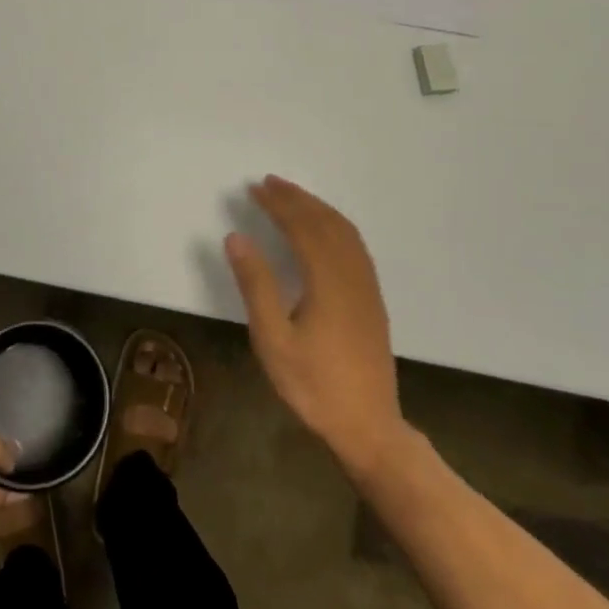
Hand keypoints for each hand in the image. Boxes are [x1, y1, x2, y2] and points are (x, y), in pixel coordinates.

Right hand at [226, 177, 403, 471]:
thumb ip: (256, 285)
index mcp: (327, 280)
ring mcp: (367, 286)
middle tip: (269, 182)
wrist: (368, 425)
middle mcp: (351, 274)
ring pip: (345, 231)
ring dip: (318, 208)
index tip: (254, 188)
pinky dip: (336, 225)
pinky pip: (356, 246)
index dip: (278, 204)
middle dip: (297, 198)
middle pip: (325, 222)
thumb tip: (236, 237)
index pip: (301, 227)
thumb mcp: (273, 339)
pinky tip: (325, 231)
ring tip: (293, 197)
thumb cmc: (314, 385)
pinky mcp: (372, 300)